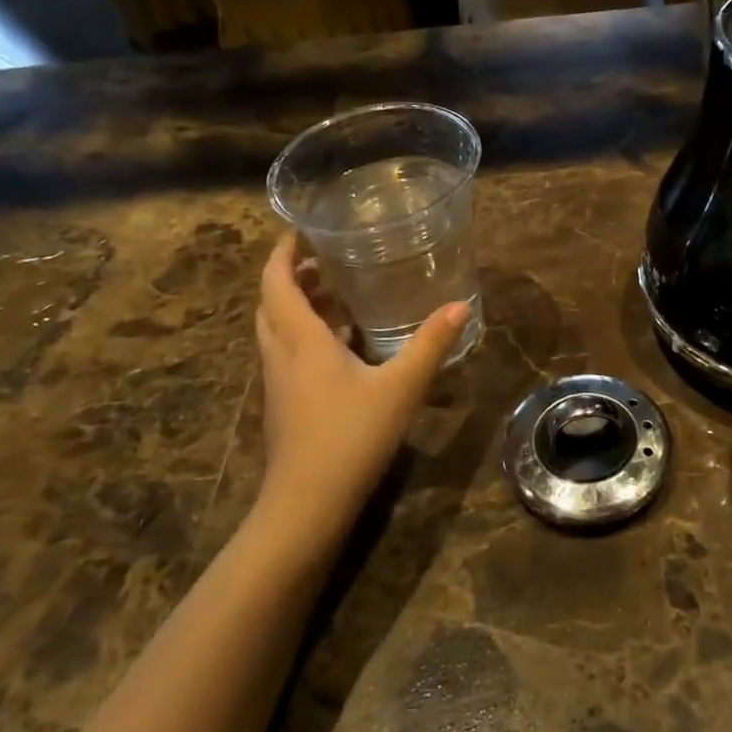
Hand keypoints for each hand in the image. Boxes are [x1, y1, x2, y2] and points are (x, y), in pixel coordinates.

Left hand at [254, 234, 467, 538]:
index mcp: (301, 339)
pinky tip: (339, 346)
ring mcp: (278, 382)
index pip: (276, 282)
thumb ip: (430, 344)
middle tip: (322, 259)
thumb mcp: (400, 387)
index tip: (299, 229)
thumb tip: (460, 305)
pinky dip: (304, 335)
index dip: (282, 252)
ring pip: (277, 330)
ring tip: (334, 294)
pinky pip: (287, 353)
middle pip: (271, 303)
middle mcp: (281, 354)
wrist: (307, 503)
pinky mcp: (283, 404)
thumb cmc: (351, 436)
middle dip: (290, 276)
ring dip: (296, 306)